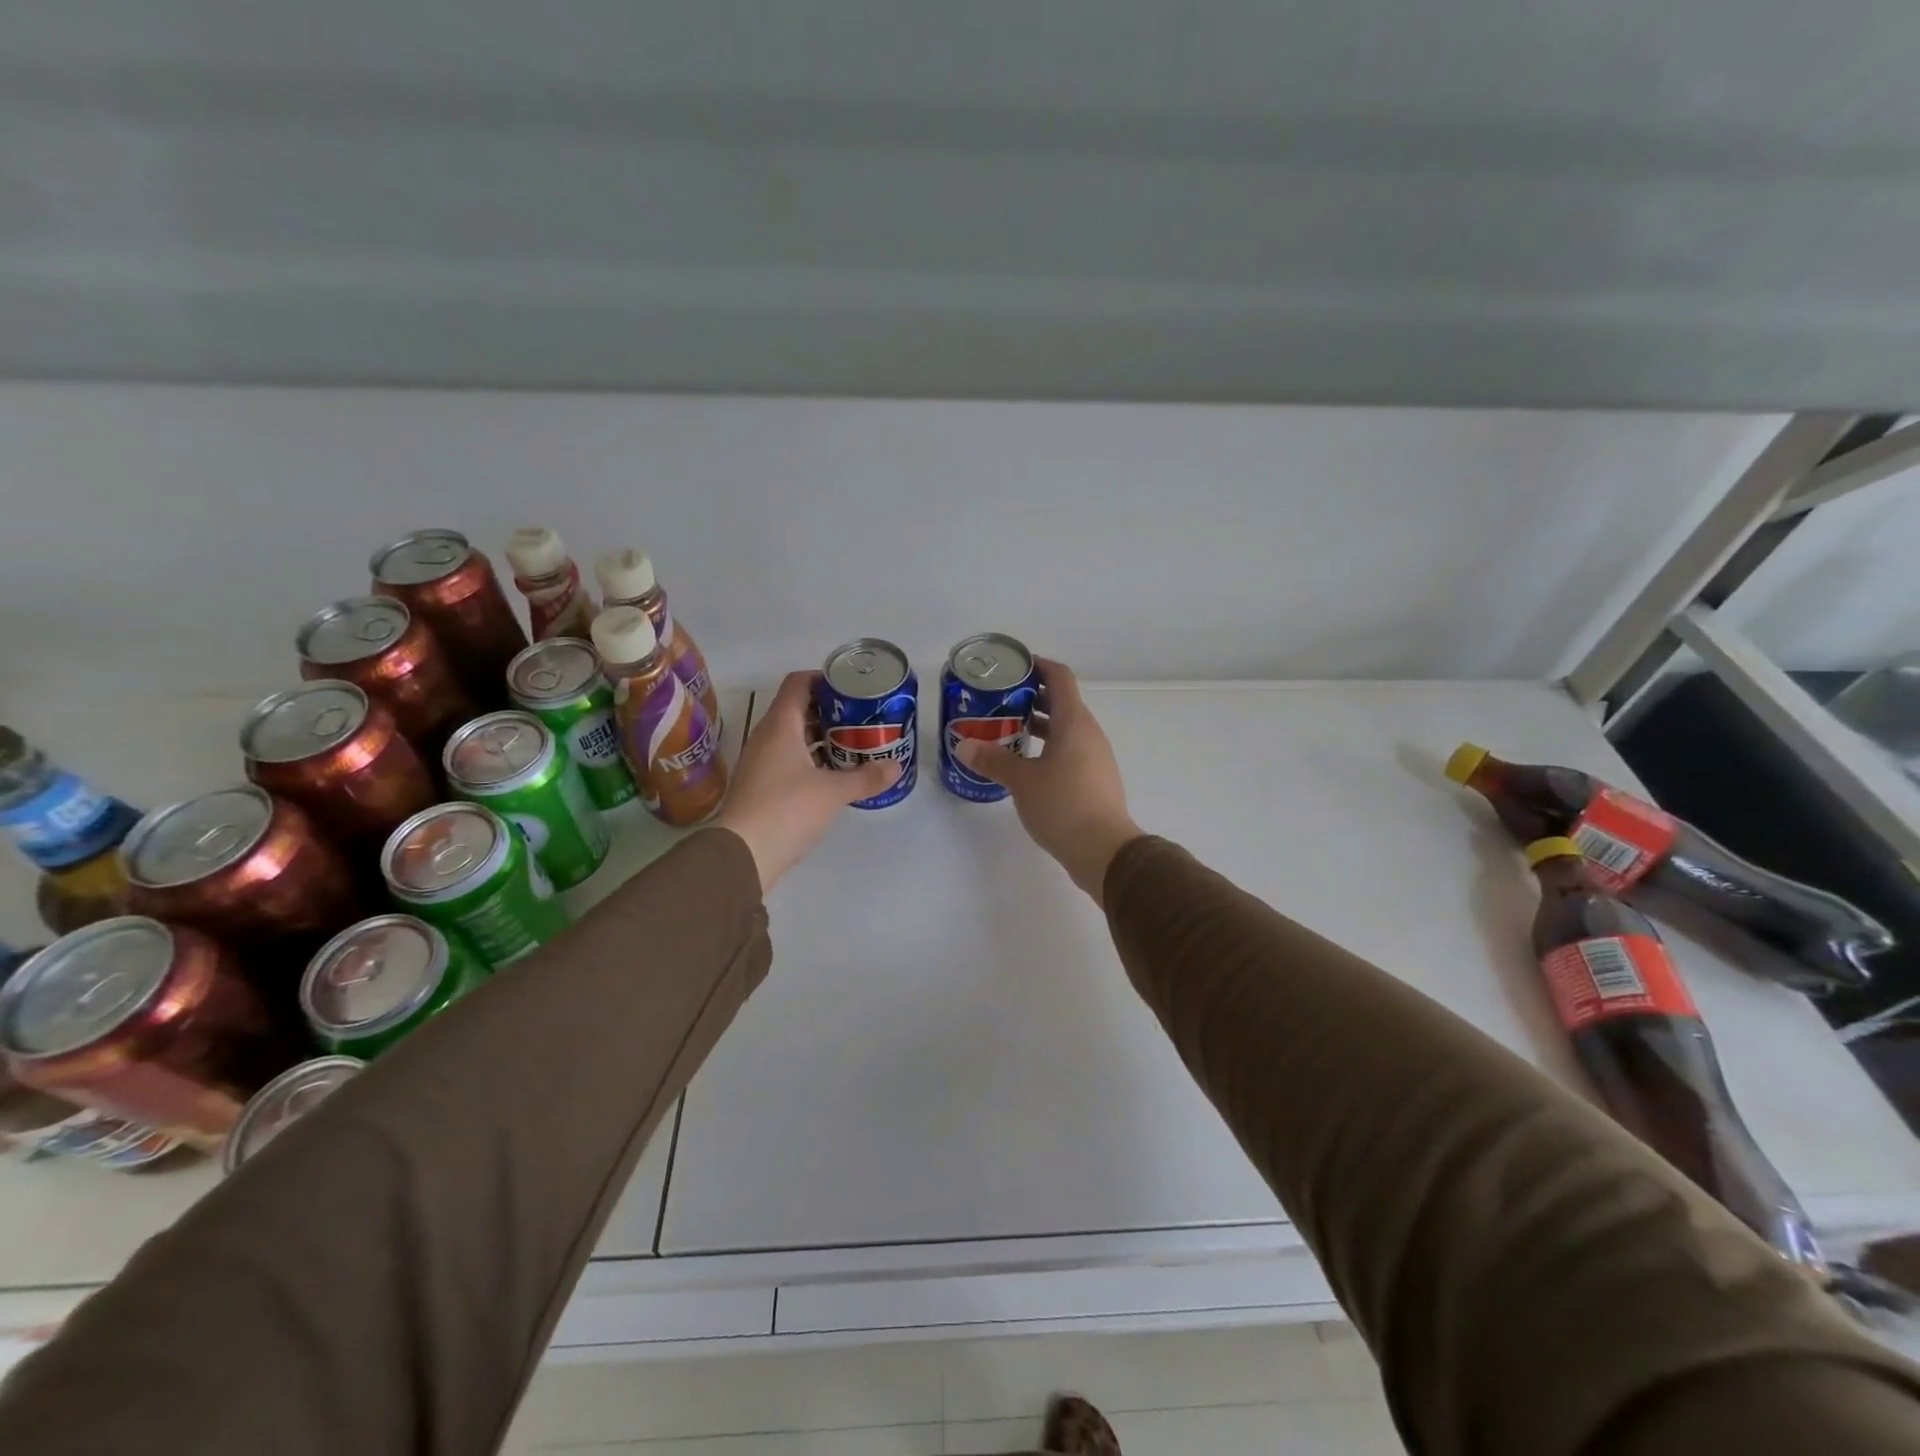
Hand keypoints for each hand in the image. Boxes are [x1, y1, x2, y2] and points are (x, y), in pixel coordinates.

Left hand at [716, 671, 900, 891]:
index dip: (824, 679)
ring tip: (853, 744)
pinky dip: (811, 759)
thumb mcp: (833, 792)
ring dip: (821, 737)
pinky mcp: (761, 785)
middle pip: (798, 709)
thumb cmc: (787, 809)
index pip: (798, 683)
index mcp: (780, 726)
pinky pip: (788, 760)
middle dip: (830, 711)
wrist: (743, 854)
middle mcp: (766, 737)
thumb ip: (865, 778)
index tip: (851, 688)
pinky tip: (833, 773)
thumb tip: (895, 768)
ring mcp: (761, 762)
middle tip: (861, 718)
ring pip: (793, 737)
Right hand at [955, 658, 1142, 903]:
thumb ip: (993, 760)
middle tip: (1000, 701)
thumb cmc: (1063, 805)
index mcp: (1074, 722)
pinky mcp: (1096, 779)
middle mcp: (1089, 733)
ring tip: (1008, 731)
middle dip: (1032, 697)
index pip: (1060, 677)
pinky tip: (1027, 764)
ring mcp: (1096, 756)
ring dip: (1040, 724)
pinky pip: (1071, 750)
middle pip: (1063, 701)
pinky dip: (1050, 747)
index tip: (1014, 667)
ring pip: (1067, 728)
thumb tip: (964, 746)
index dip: (1038, 666)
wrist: (1105, 850)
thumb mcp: (1021, 781)